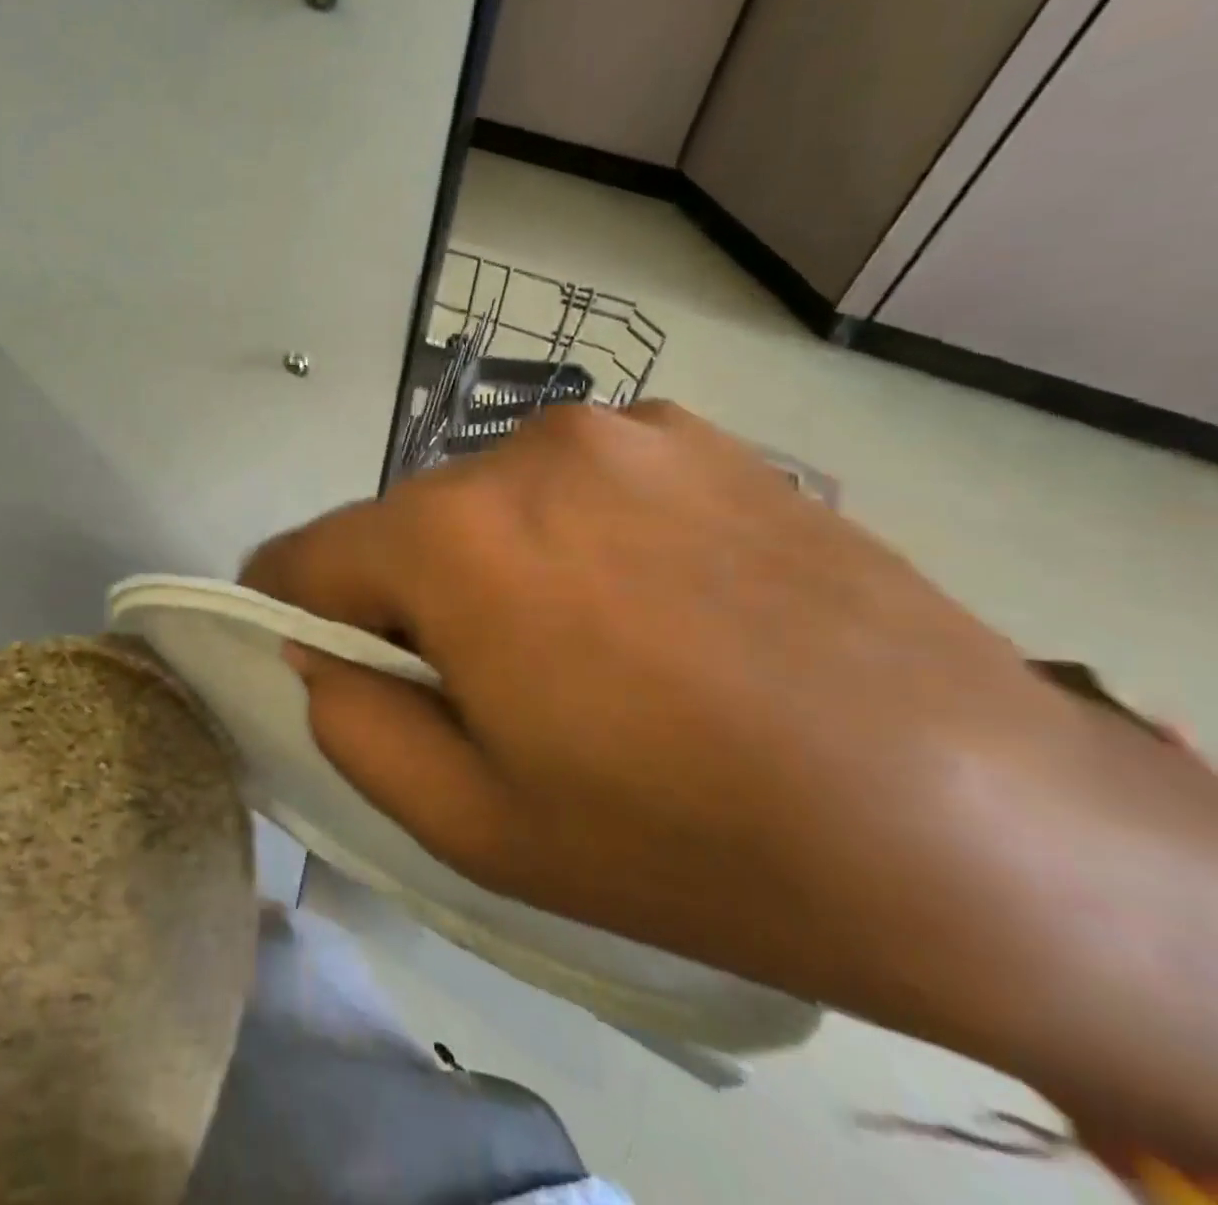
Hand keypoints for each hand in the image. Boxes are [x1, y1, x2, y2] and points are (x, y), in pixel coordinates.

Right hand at [245, 402, 1217, 1161]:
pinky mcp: (701, 434)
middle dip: (408, 597)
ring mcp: (623, 426)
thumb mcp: (474, 823)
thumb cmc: (687, 839)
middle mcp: (525, 448)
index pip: (302, 555)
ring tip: (584, 649)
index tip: (312, 657)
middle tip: (480, 685)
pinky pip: (581, 481)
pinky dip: (577, 534)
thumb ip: (353, 722)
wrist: (979, 821)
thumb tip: (320, 653)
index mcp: (453, 536)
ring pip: (490, 499)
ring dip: (493, 563)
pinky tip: (658, 604)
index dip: (286, 611)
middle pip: (403, 526)